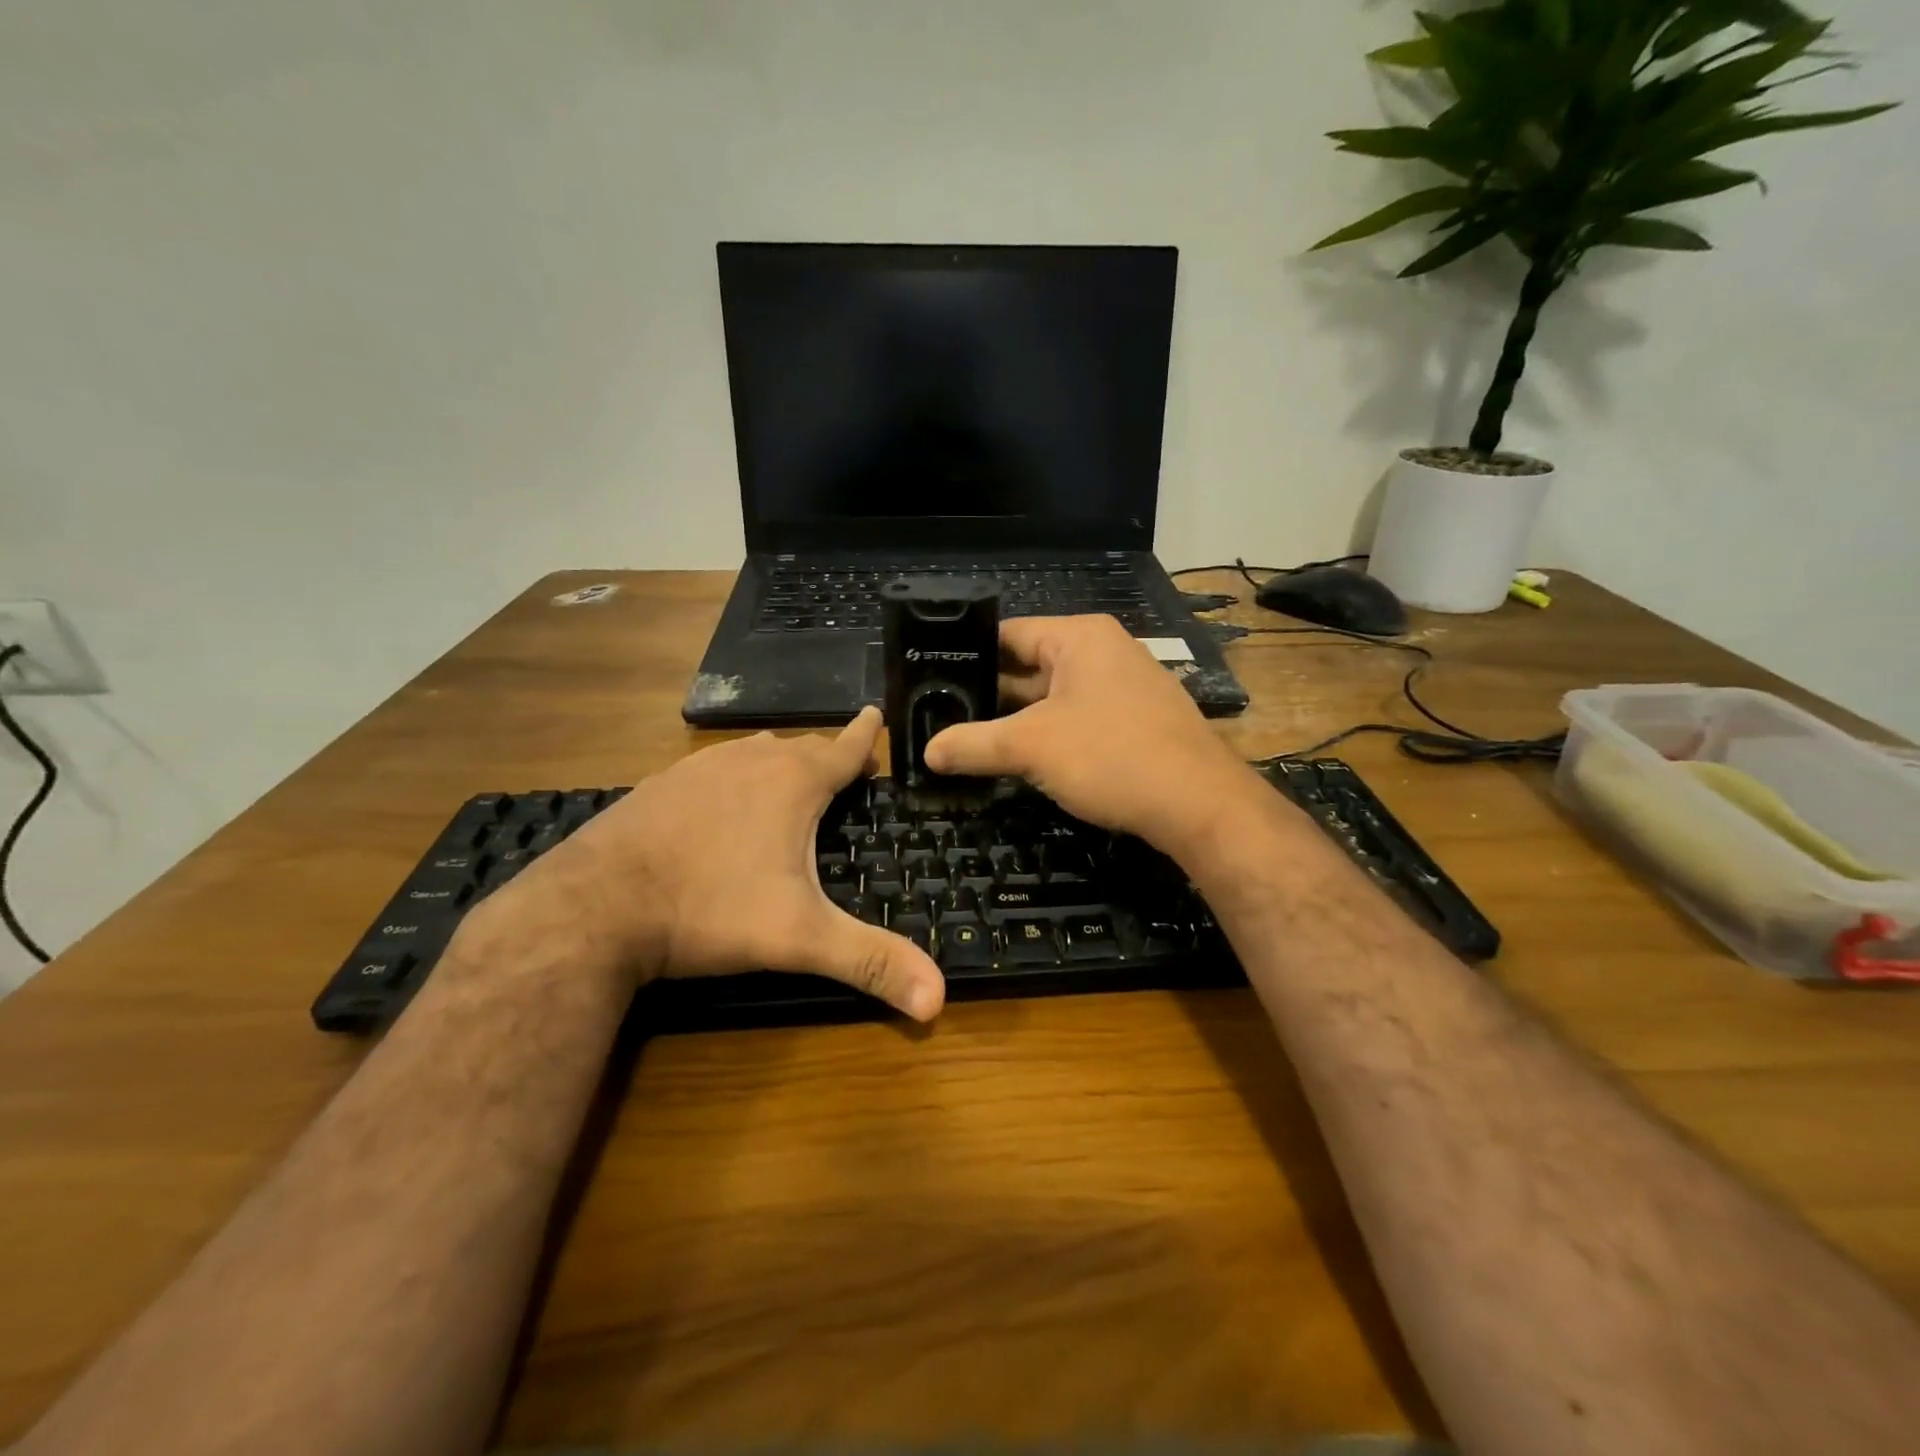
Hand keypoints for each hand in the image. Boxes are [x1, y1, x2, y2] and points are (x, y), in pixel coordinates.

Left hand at [481, 708, 944, 1020]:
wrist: (595, 907)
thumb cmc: (711, 909)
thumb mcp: (799, 938)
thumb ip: (869, 962)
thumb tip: (937, 1001)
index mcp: (793, 782)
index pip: (844, 747)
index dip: (866, 734)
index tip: (877, 714)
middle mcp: (750, 761)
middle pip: (801, 748)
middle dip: (825, 755)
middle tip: (842, 771)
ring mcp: (699, 768)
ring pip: (754, 753)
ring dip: (778, 762)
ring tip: (789, 780)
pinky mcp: (660, 784)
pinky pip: (713, 769)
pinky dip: (733, 777)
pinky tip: (721, 803)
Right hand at [923, 615, 1254, 851]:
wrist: (1198, 804)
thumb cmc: (1110, 755)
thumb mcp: (1030, 747)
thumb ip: (974, 744)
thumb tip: (927, 752)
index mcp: (1080, 639)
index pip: (1009, 633)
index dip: (968, 654)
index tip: (932, 678)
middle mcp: (1105, 652)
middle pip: (1030, 666)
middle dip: (990, 694)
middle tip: (942, 715)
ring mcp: (1125, 688)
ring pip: (1054, 698)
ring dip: (1018, 719)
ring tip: (971, 739)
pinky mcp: (1137, 722)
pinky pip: (1079, 719)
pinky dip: (1049, 735)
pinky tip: (1022, 759)